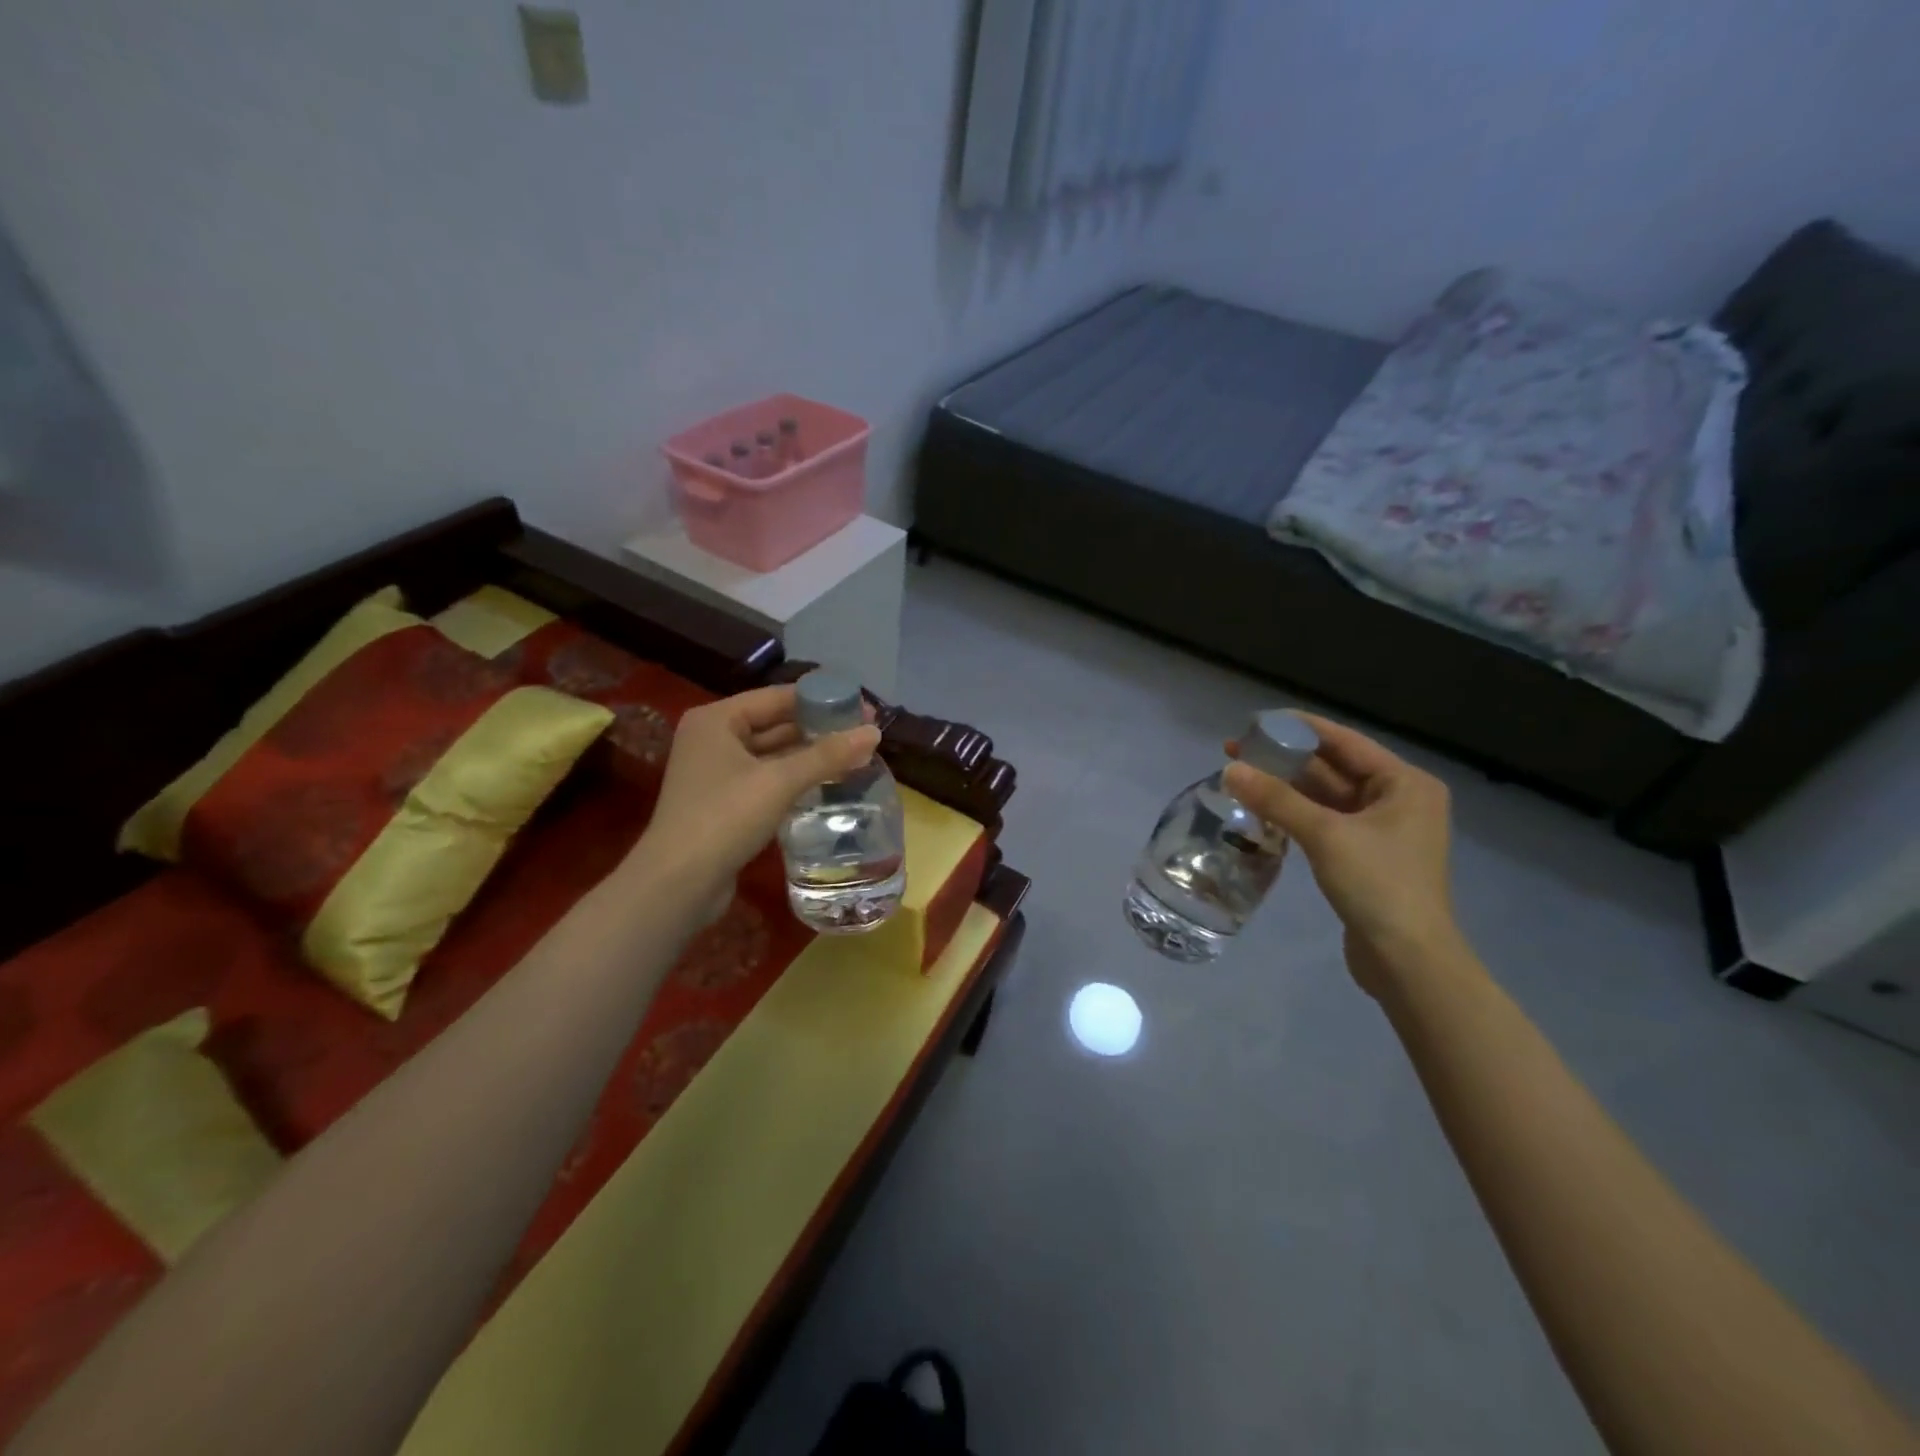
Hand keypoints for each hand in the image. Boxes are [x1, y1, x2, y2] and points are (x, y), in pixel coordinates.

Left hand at [636, 685, 880, 903]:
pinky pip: (767, 780)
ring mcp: (716, 773)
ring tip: (855, 757)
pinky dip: (795, 779)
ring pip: (773, 755)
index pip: (777, 697)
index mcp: (717, 720)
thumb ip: (827, 755)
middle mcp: (713, 739)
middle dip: (819, 730)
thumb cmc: (724, 818)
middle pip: (775, 724)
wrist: (678, 884)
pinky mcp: (724, 803)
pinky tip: (827, 785)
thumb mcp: (779, 782)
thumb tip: (874, 732)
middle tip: (865, 735)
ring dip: (810, 757)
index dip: (822, 700)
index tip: (862, 708)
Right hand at [1222, 714, 1458, 994]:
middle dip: (1286, 760)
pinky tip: (1262, 813)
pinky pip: (1325, 823)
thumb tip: (1230, 769)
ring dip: (1287, 789)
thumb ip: (1276, 799)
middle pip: (1333, 769)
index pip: (1344, 741)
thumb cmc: (1379, 886)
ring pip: (1326, 798)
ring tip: (1241, 778)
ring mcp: (1382, 831)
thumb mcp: (1325, 835)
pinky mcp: (1365, 857)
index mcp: (1405, 783)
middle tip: (1237, 752)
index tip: (1256, 722)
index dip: (1299, 728)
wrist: (1408, 961)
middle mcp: (1398, 800)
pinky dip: (1296, 815)